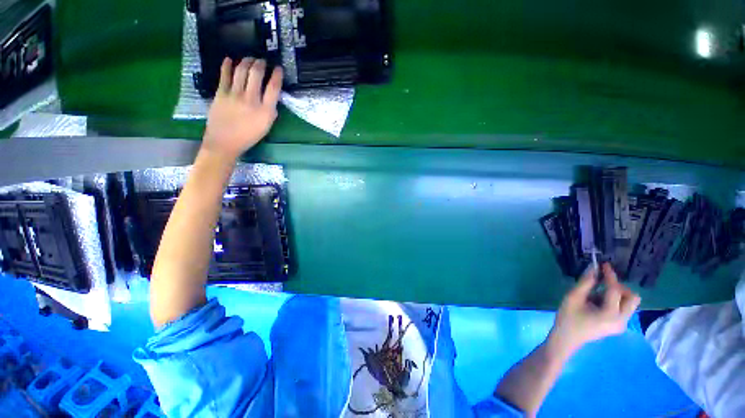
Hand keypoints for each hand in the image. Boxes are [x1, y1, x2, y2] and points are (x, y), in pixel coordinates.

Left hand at [203, 57, 282, 160]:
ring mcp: (234, 95)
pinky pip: (224, 75)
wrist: (224, 142)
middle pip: (256, 74)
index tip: (279, 68)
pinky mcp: (220, 93)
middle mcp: (251, 100)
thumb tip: (272, 97)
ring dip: (246, 62)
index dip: (277, 76)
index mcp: (265, 111)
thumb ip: (270, 111)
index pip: (273, 88)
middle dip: (260, 64)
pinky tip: (230, 59)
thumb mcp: (266, 127)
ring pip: (241, 71)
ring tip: (249, 59)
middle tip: (262, 61)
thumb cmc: (248, 136)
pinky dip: (227, 65)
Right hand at [548, 263, 640, 357]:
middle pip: (632, 298)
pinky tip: (598, 302)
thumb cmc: (568, 318)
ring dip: (617, 294)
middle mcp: (622, 320)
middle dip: (619, 287)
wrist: (567, 339)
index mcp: (610, 314)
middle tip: (602, 283)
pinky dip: (615, 301)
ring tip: (597, 294)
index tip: (604, 264)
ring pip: (630, 303)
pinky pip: (624, 308)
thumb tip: (594, 268)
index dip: (610, 276)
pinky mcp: (619, 326)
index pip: (615, 290)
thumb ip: (585, 283)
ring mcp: (622, 325)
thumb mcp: (573, 298)